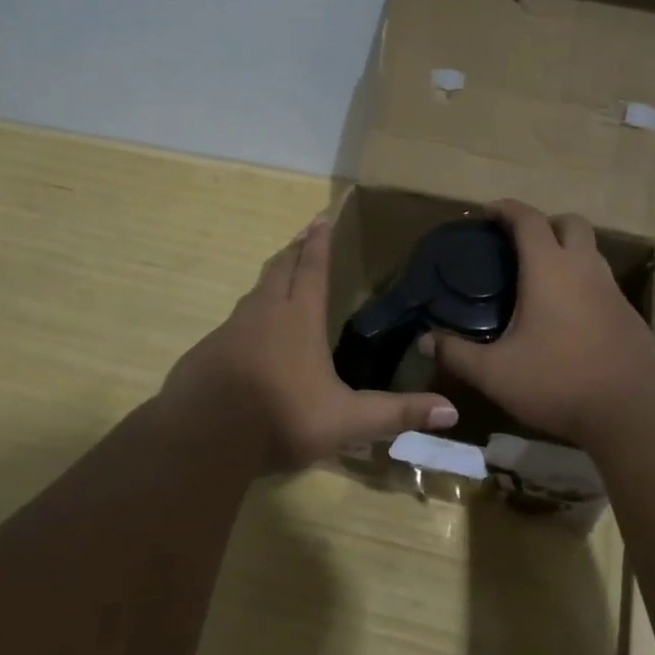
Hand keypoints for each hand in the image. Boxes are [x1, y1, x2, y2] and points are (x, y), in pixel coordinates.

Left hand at [161, 215, 458, 472]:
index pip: (311, 268)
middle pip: (278, 270)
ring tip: (279, 280)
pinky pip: (233, 325)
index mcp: (298, 318)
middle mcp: (263, 314)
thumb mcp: (348, 420)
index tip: (320, 217)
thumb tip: (451, 412)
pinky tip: (249, 340)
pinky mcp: (206, 354)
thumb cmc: (281, 418)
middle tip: (302, 236)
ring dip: (270, 280)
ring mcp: (229, 332)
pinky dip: (248, 319)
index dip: (318, 242)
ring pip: (253, 294)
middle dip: (293, 251)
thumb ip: (397, 414)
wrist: (203, 438)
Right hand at [426, 200, 654, 444]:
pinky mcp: (627, 313)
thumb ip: (457, 354)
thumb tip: (424, 341)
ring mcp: (612, 289)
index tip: (487, 212)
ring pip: (589, 251)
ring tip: (538, 279)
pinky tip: (565, 314)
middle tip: (517, 244)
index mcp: (550, 269)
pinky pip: (600, 280)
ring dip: (565, 251)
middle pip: (569, 223)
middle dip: (543, 223)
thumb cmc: (559, 381)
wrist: (634, 411)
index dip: (506, 209)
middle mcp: (584, 268)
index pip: (528, 219)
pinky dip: (580, 280)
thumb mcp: (496, 373)